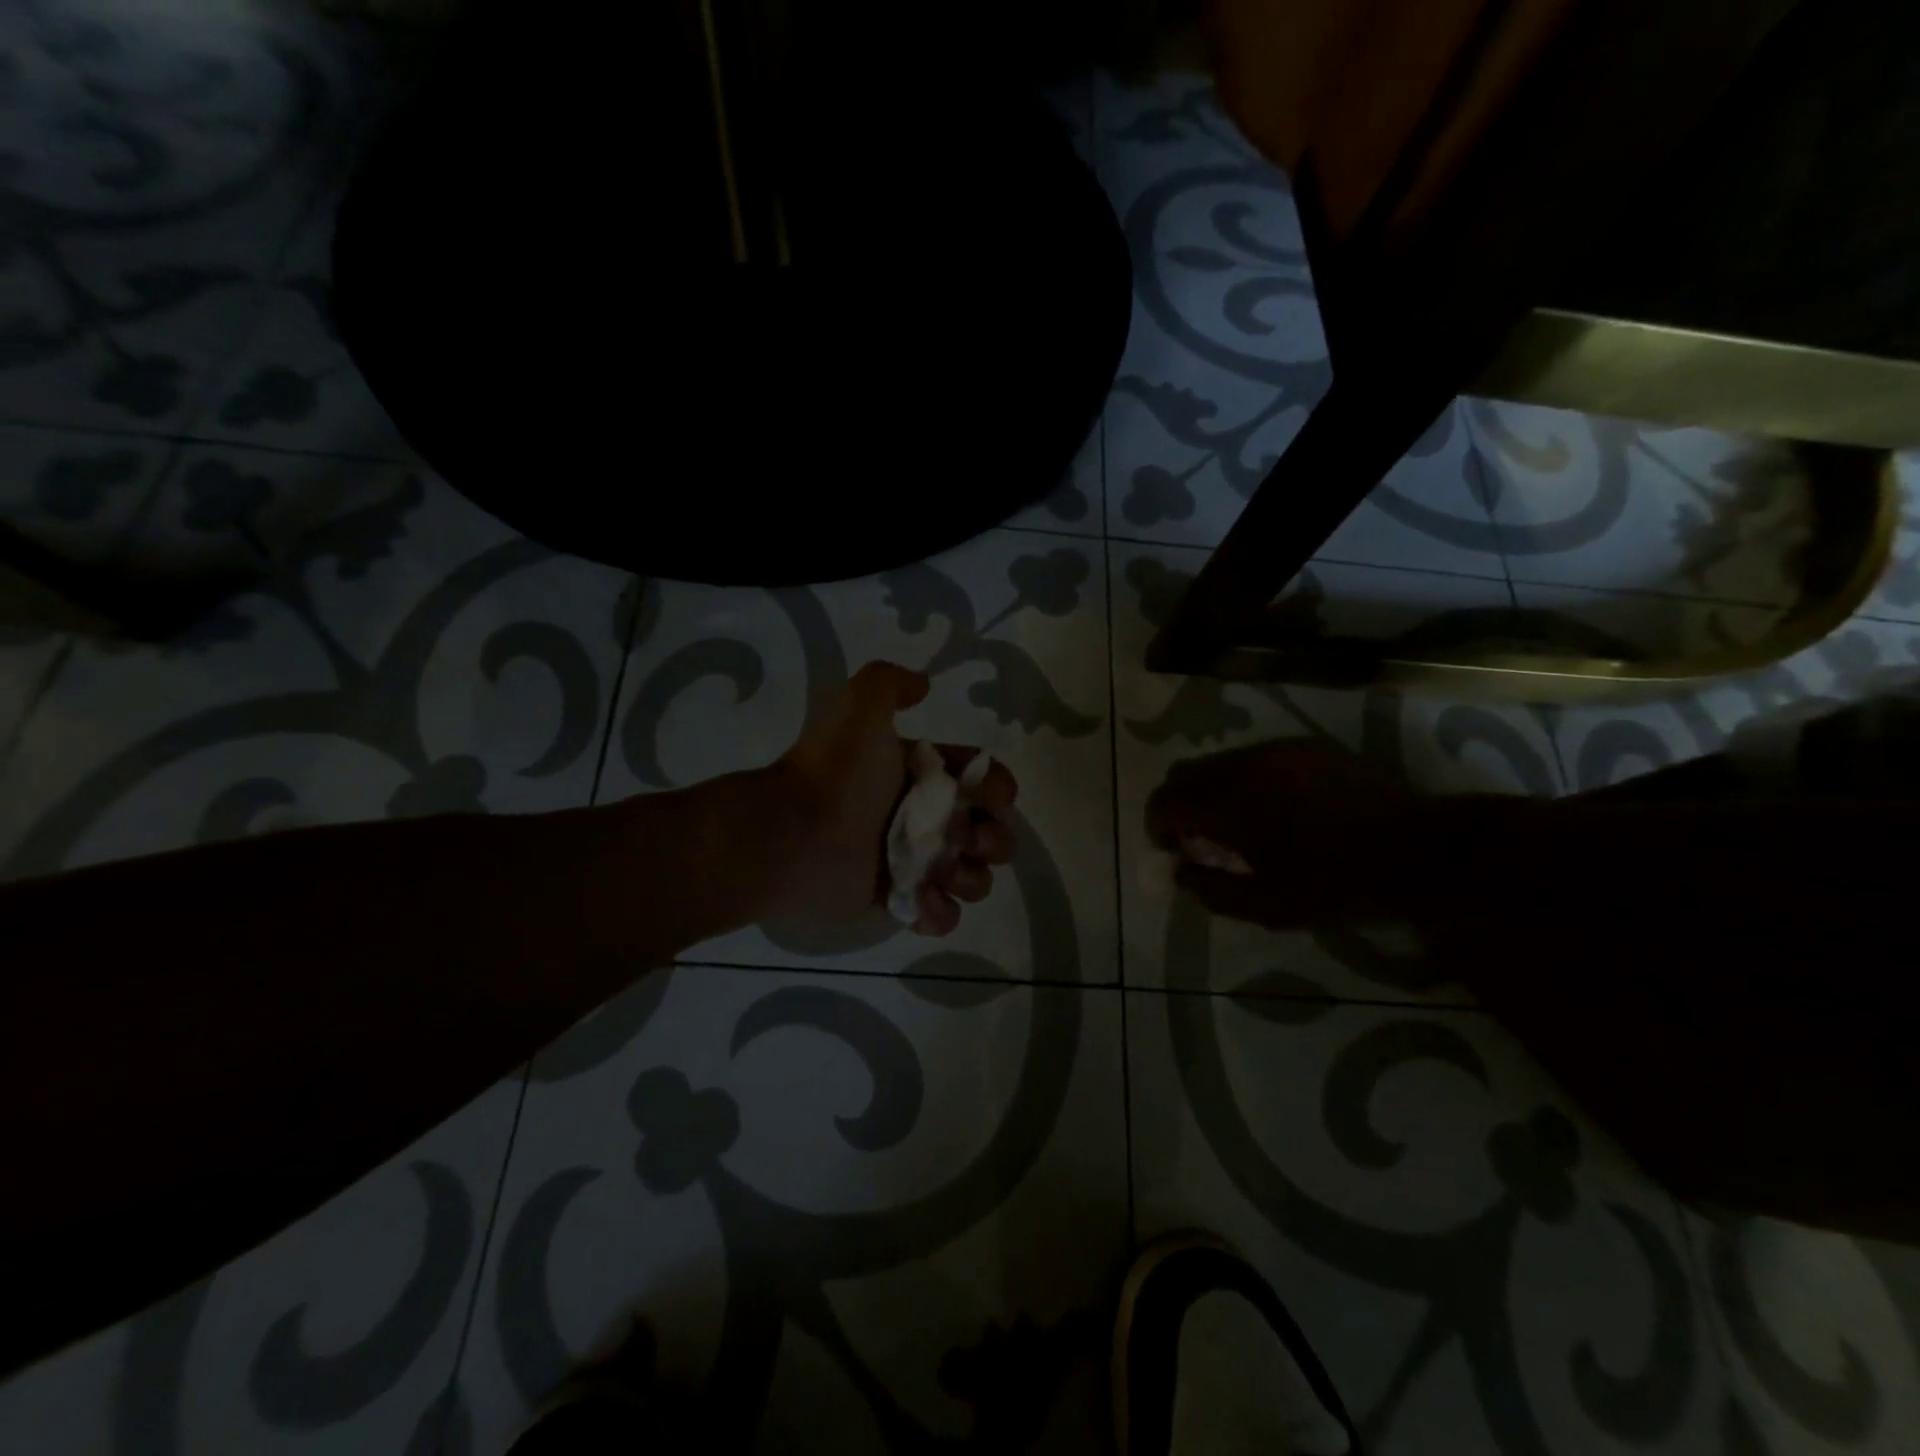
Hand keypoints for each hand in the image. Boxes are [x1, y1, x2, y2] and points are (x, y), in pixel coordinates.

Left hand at [760, 661, 1018, 936]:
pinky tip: (922, 900)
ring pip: (970, 876)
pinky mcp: (895, 903)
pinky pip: (938, 915)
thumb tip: (924, 685)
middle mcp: (918, 818)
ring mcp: (908, 864)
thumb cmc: (836, 774)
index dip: (997, 789)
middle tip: (973, 840)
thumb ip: (890, 683)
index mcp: (917, 776)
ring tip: (949, 873)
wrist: (792, 834)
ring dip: (974, 878)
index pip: (977, 781)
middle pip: (985, 832)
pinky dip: (939, 912)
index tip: (997, 798)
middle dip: (995, 838)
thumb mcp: (860, 707)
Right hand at [1146, 737, 1409, 928]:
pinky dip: (1247, 780)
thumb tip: (1180, 873)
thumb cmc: (1335, 882)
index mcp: (1227, 801)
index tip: (1174, 852)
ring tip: (1242, 826)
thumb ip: (1211, 890)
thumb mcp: (1267, 906)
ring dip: (1214, 791)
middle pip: (1184, 773)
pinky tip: (1279, 809)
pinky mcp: (1307, 746)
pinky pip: (1256, 758)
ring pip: (1220, 763)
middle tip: (1201, 840)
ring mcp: (1277, 749)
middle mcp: (1243, 764)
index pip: (1164, 801)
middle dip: (1180, 806)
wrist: (1417, 848)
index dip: (1158, 827)